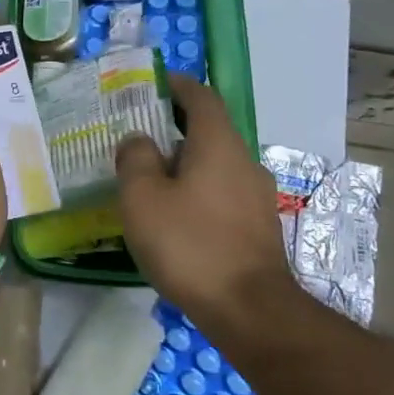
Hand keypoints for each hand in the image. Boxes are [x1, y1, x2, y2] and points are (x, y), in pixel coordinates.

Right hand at [115, 75, 293, 316]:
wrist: (250, 311)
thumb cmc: (190, 244)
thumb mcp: (143, 197)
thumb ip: (135, 159)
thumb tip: (139, 140)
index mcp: (218, 143)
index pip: (201, 97)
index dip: (178, 85)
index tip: (155, 83)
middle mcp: (244, 161)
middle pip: (209, 131)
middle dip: (175, 129)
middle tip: (139, 139)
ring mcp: (256, 197)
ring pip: (215, 165)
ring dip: (185, 165)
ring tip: (150, 181)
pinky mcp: (257, 228)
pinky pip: (222, 194)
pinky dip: (197, 192)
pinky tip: (174, 217)